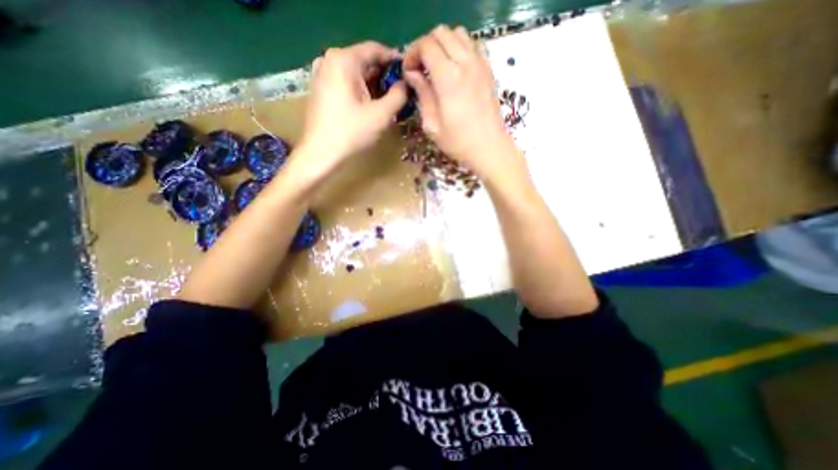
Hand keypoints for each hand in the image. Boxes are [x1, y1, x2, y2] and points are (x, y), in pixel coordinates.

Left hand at [298, 39, 409, 175]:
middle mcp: (330, 60)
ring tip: (389, 100)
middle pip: (364, 61)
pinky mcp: (321, 89)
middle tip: (401, 91)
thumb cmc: (351, 133)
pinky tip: (370, 104)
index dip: (395, 60)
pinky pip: (346, 83)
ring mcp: (322, 74)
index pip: (375, 50)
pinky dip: (361, 90)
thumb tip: (406, 85)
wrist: (320, 153)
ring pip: (355, 73)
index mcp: (344, 60)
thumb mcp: (381, 114)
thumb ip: (398, 95)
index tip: (409, 74)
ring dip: (374, 84)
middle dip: (384, 75)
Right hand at [402, 23, 521, 181]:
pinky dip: (460, 48)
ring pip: (458, 34)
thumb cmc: (458, 142)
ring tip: (437, 66)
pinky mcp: (488, 70)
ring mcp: (480, 64)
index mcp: (448, 78)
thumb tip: (412, 74)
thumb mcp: (432, 124)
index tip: (409, 71)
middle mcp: (465, 63)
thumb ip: (422, 94)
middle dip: (426, 45)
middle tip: (420, 68)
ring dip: (443, 44)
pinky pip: (473, 45)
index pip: (426, 45)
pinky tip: (455, 68)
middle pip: (441, 33)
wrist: (489, 148)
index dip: (412, 53)